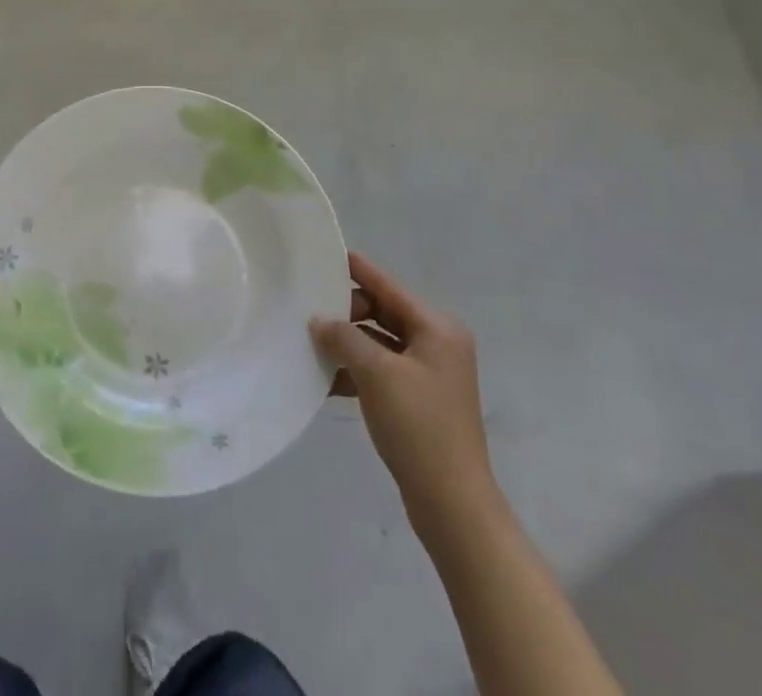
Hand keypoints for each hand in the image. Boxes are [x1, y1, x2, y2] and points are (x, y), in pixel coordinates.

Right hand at [311, 253, 494, 517]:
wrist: (452, 505)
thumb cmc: (419, 427)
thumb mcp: (376, 373)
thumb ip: (344, 337)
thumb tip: (319, 320)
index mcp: (437, 328)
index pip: (388, 285)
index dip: (356, 270)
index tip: (323, 255)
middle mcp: (437, 343)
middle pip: (383, 312)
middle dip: (347, 312)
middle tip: (309, 311)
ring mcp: (429, 374)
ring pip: (379, 343)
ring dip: (348, 343)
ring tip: (310, 342)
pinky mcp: (419, 400)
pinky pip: (381, 370)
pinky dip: (356, 370)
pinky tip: (325, 378)